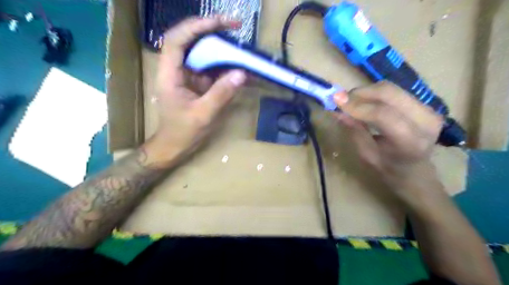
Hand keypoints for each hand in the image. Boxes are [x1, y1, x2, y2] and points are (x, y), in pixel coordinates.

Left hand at [146, 17, 245, 159]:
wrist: (174, 146)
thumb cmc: (182, 132)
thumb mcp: (203, 115)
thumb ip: (221, 94)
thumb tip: (242, 73)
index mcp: (170, 74)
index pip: (177, 40)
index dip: (195, 26)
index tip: (219, 23)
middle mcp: (177, 70)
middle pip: (190, 41)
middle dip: (211, 31)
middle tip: (234, 27)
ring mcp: (188, 76)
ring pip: (202, 53)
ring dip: (220, 48)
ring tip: (239, 45)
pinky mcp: (197, 83)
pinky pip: (211, 69)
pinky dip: (224, 66)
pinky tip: (238, 66)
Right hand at [332, 81, 444, 193]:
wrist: (415, 171)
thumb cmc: (387, 168)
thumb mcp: (366, 154)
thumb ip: (355, 130)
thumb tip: (337, 111)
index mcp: (410, 142)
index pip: (383, 115)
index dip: (358, 105)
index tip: (335, 100)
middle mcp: (425, 121)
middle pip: (390, 93)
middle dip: (361, 92)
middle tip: (341, 98)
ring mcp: (428, 109)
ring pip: (391, 89)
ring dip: (366, 92)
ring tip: (350, 101)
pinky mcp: (424, 104)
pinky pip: (394, 92)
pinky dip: (374, 94)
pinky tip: (363, 101)